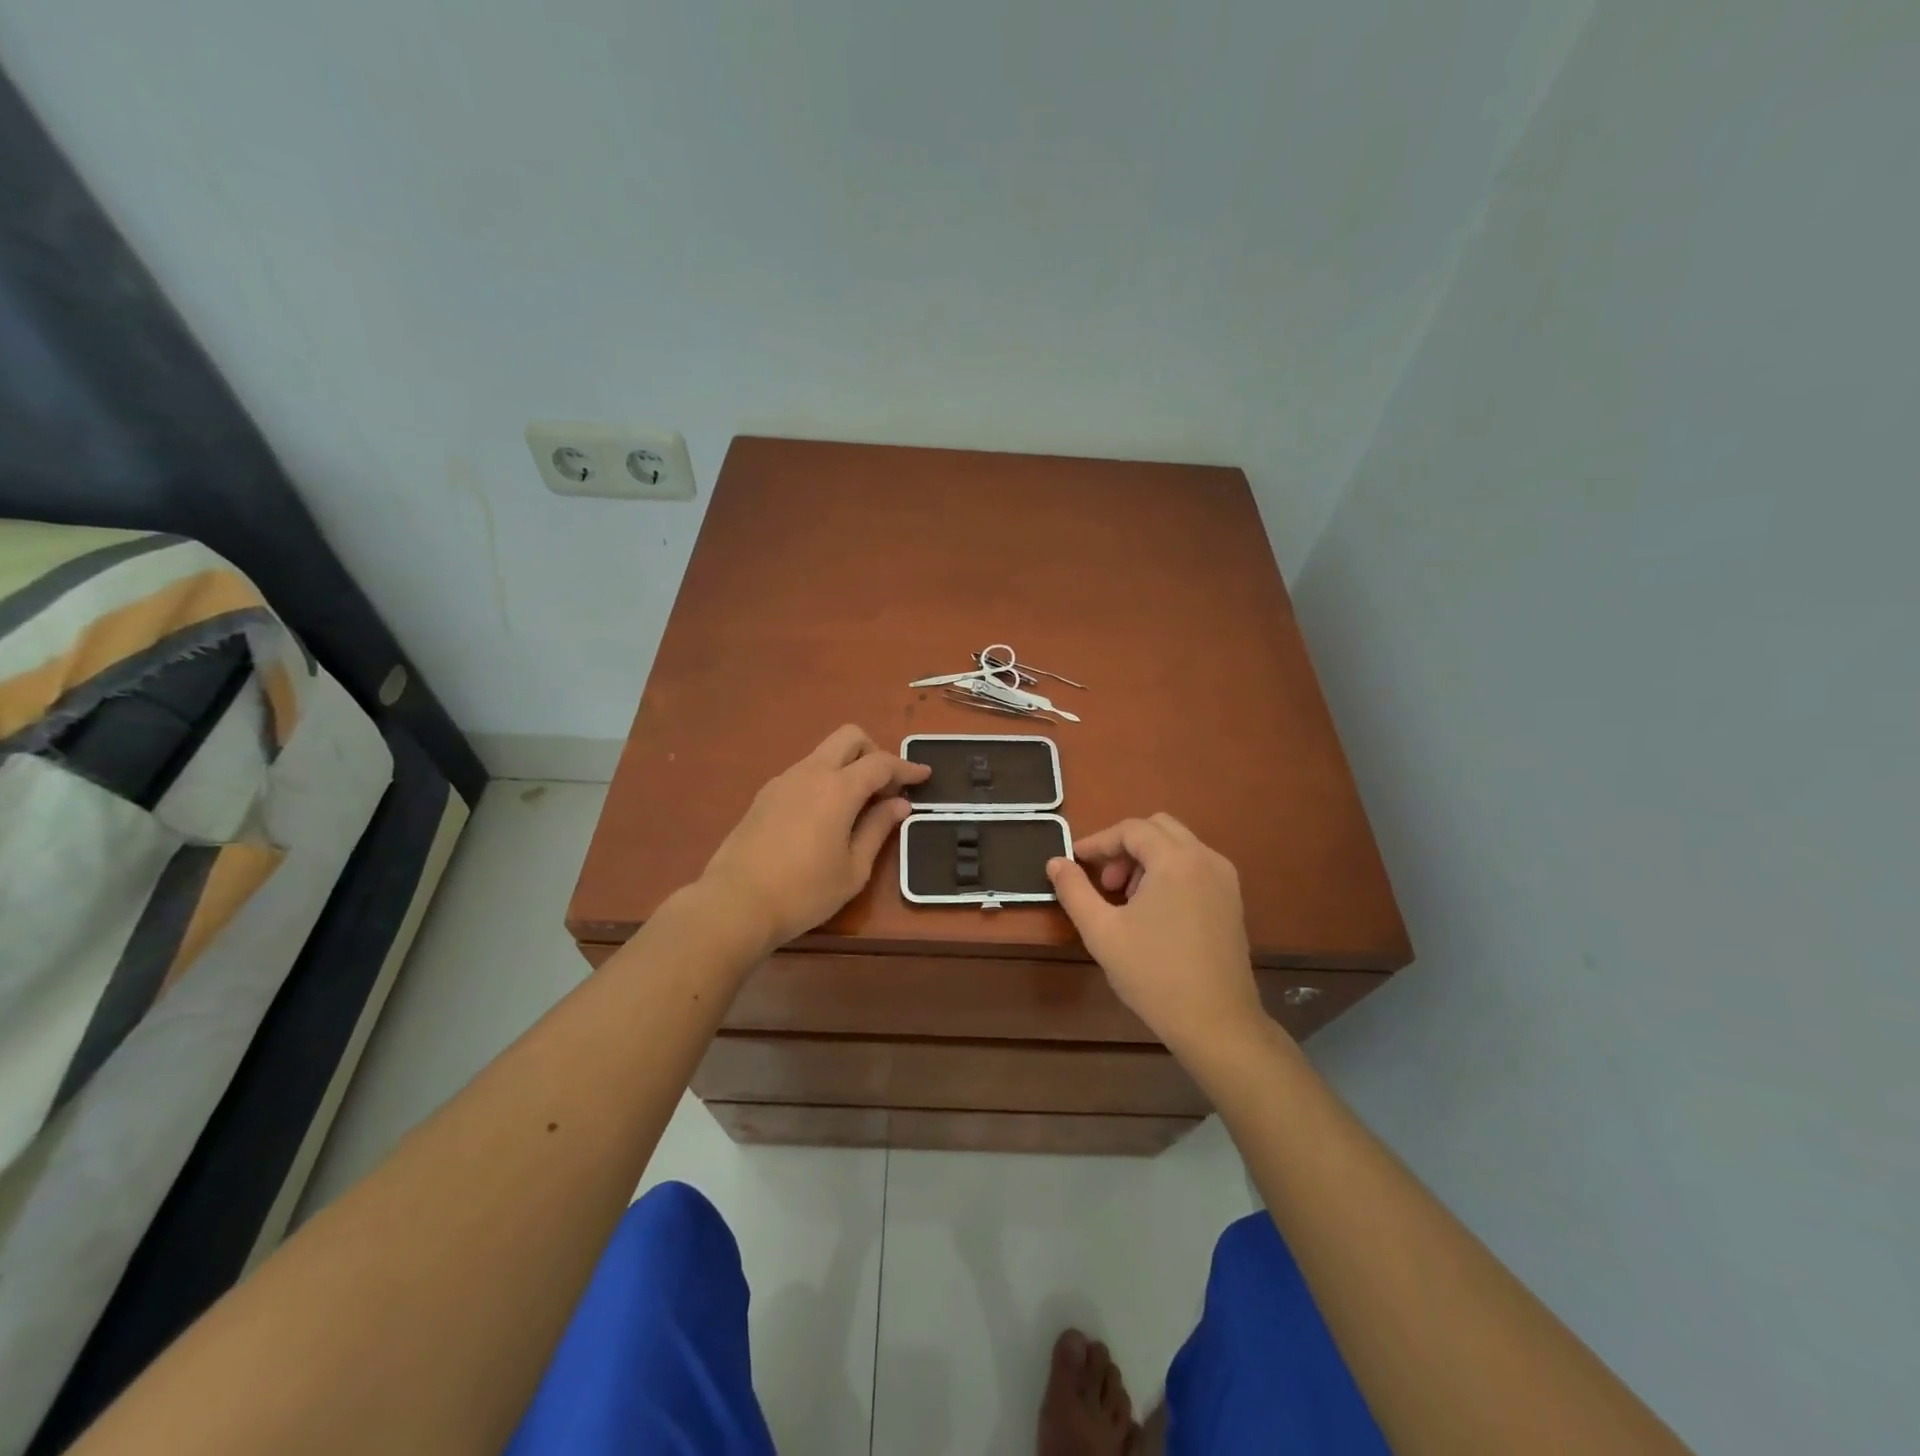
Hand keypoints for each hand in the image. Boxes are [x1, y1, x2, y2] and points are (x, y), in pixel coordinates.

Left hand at [700, 725, 930, 950]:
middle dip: (874, 752)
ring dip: (847, 766)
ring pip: (824, 753)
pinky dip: (825, 780)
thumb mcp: (853, 869)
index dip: (906, 768)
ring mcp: (783, 780)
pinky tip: (825, 816)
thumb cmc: (804, 891)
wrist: (735, 903)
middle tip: (885, 786)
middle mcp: (811, 772)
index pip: (881, 763)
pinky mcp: (765, 795)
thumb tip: (899, 805)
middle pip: (849, 737)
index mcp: (838, 788)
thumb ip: (878, 829)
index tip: (924, 776)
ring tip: (857, 805)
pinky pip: (805, 772)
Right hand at [1046, 814, 1269, 1057]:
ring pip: (1179, 846)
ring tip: (1126, 899)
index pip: (1131, 830)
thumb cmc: (1154, 974)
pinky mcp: (1232, 900)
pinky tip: (1155, 911)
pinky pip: (1195, 866)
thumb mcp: (1101, 932)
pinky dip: (1169, 872)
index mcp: (1176, 860)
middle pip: (1158, 828)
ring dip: (1147, 858)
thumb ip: (1074, 890)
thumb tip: (1055, 862)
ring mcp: (1224, 879)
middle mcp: (1205, 858)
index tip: (1075, 862)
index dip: (1098, 842)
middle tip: (1104, 881)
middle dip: (1125, 846)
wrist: (1216, 1023)